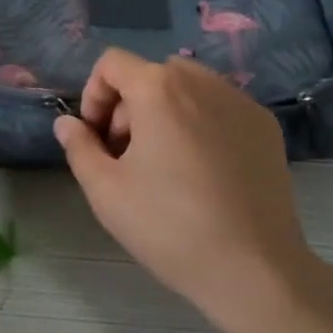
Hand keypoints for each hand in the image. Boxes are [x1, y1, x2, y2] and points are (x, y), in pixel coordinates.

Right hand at [53, 48, 317, 330]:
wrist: (254, 269)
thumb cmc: (170, 227)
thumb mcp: (106, 192)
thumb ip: (80, 147)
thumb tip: (67, 123)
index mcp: (159, 88)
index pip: (112, 63)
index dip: (94, 95)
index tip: (97, 139)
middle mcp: (201, 80)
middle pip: (151, 74)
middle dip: (130, 107)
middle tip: (128, 157)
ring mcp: (240, 100)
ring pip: (188, 88)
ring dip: (166, 112)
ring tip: (167, 164)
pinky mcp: (265, 125)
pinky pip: (220, 107)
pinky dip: (202, 123)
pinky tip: (206, 172)